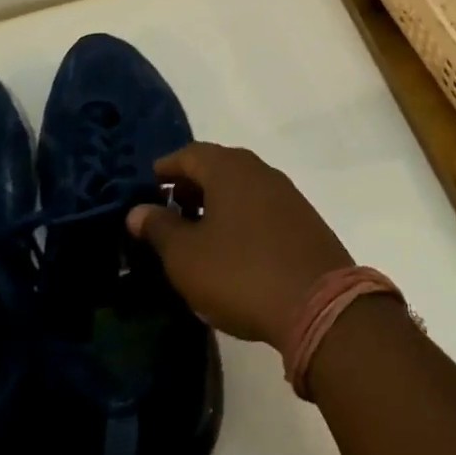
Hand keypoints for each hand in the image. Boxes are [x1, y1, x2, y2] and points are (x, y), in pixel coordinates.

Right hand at [127, 144, 352, 350]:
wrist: (317, 301)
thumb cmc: (240, 272)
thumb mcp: (187, 256)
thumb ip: (160, 229)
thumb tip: (138, 209)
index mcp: (230, 169)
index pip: (191, 153)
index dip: (167, 167)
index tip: (149, 185)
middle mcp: (260, 170)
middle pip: (218, 165)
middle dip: (191, 184)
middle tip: (169, 211)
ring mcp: (286, 193)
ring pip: (241, 186)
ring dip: (216, 201)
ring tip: (196, 233)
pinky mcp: (302, 218)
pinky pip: (260, 205)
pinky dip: (239, 216)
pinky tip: (231, 247)